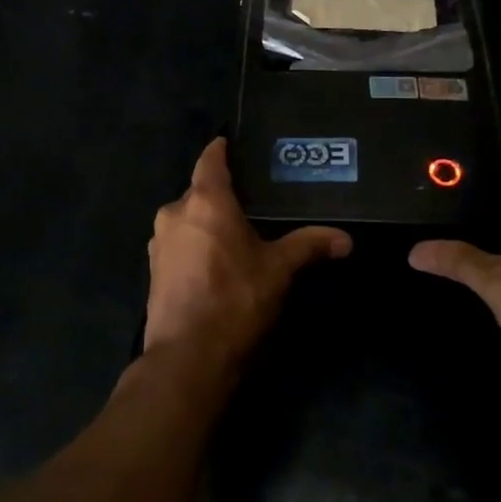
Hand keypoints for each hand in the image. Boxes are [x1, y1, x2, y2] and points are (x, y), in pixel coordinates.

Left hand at [145, 139, 351, 382]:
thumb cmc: (235, 300)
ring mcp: (159, 244)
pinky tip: (216, 263)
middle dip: (222, 194)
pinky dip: (196, 246)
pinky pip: (179, 244)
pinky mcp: (154, 272)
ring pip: (187, 220)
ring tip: (237, 232)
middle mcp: (175, 214)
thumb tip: (346, 239)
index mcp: (204, 201)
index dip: (222, 149)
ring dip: (207, 223)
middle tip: (253, 199)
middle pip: (199, 192)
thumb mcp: (279, 270)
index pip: (210, 160)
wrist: (187, 358)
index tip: (233, 143)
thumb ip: (310, 246)